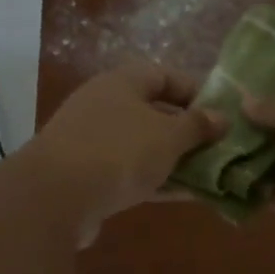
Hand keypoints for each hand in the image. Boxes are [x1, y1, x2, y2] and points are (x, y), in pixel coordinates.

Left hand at [25, 61, 223, 242]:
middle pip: (154, 112)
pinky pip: (130, 172)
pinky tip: (186, 196)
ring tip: (210, 175)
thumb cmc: (119, 152)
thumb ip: (197, 126)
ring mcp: (92, 141)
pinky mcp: (86, 175)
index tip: (221, 114)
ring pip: (143, 145)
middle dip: (187, 131)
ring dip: (174, 159)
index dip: (195, 91)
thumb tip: (221, 117)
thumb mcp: (168, 136)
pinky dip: (156, 180)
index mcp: (122, 83)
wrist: (53, 198)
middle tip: (219, 148)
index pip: (164, 75)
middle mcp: (104, 105)